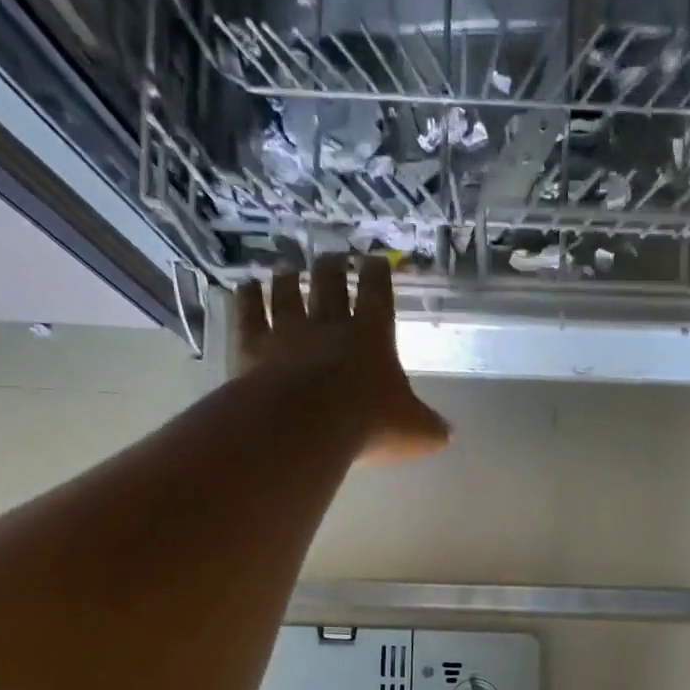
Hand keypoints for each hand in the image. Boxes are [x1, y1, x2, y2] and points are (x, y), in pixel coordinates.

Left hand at [235, 255, 450, 464]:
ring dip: (286, 278)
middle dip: (332, 267)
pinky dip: (245, 299)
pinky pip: (247, 314)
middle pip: (329, 284)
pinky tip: (242, 288)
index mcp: (372, 337)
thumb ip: (431, 428)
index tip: (376, 258)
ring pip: (285, 294)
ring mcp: (286, 334)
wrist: (303, 427)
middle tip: (331, 256)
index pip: (377, 295)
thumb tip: (447, 433)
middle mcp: (328, 326)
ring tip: (285, 267)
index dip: (378, 274)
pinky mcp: (251, 349)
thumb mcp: (415, 433)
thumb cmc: (368, 424)